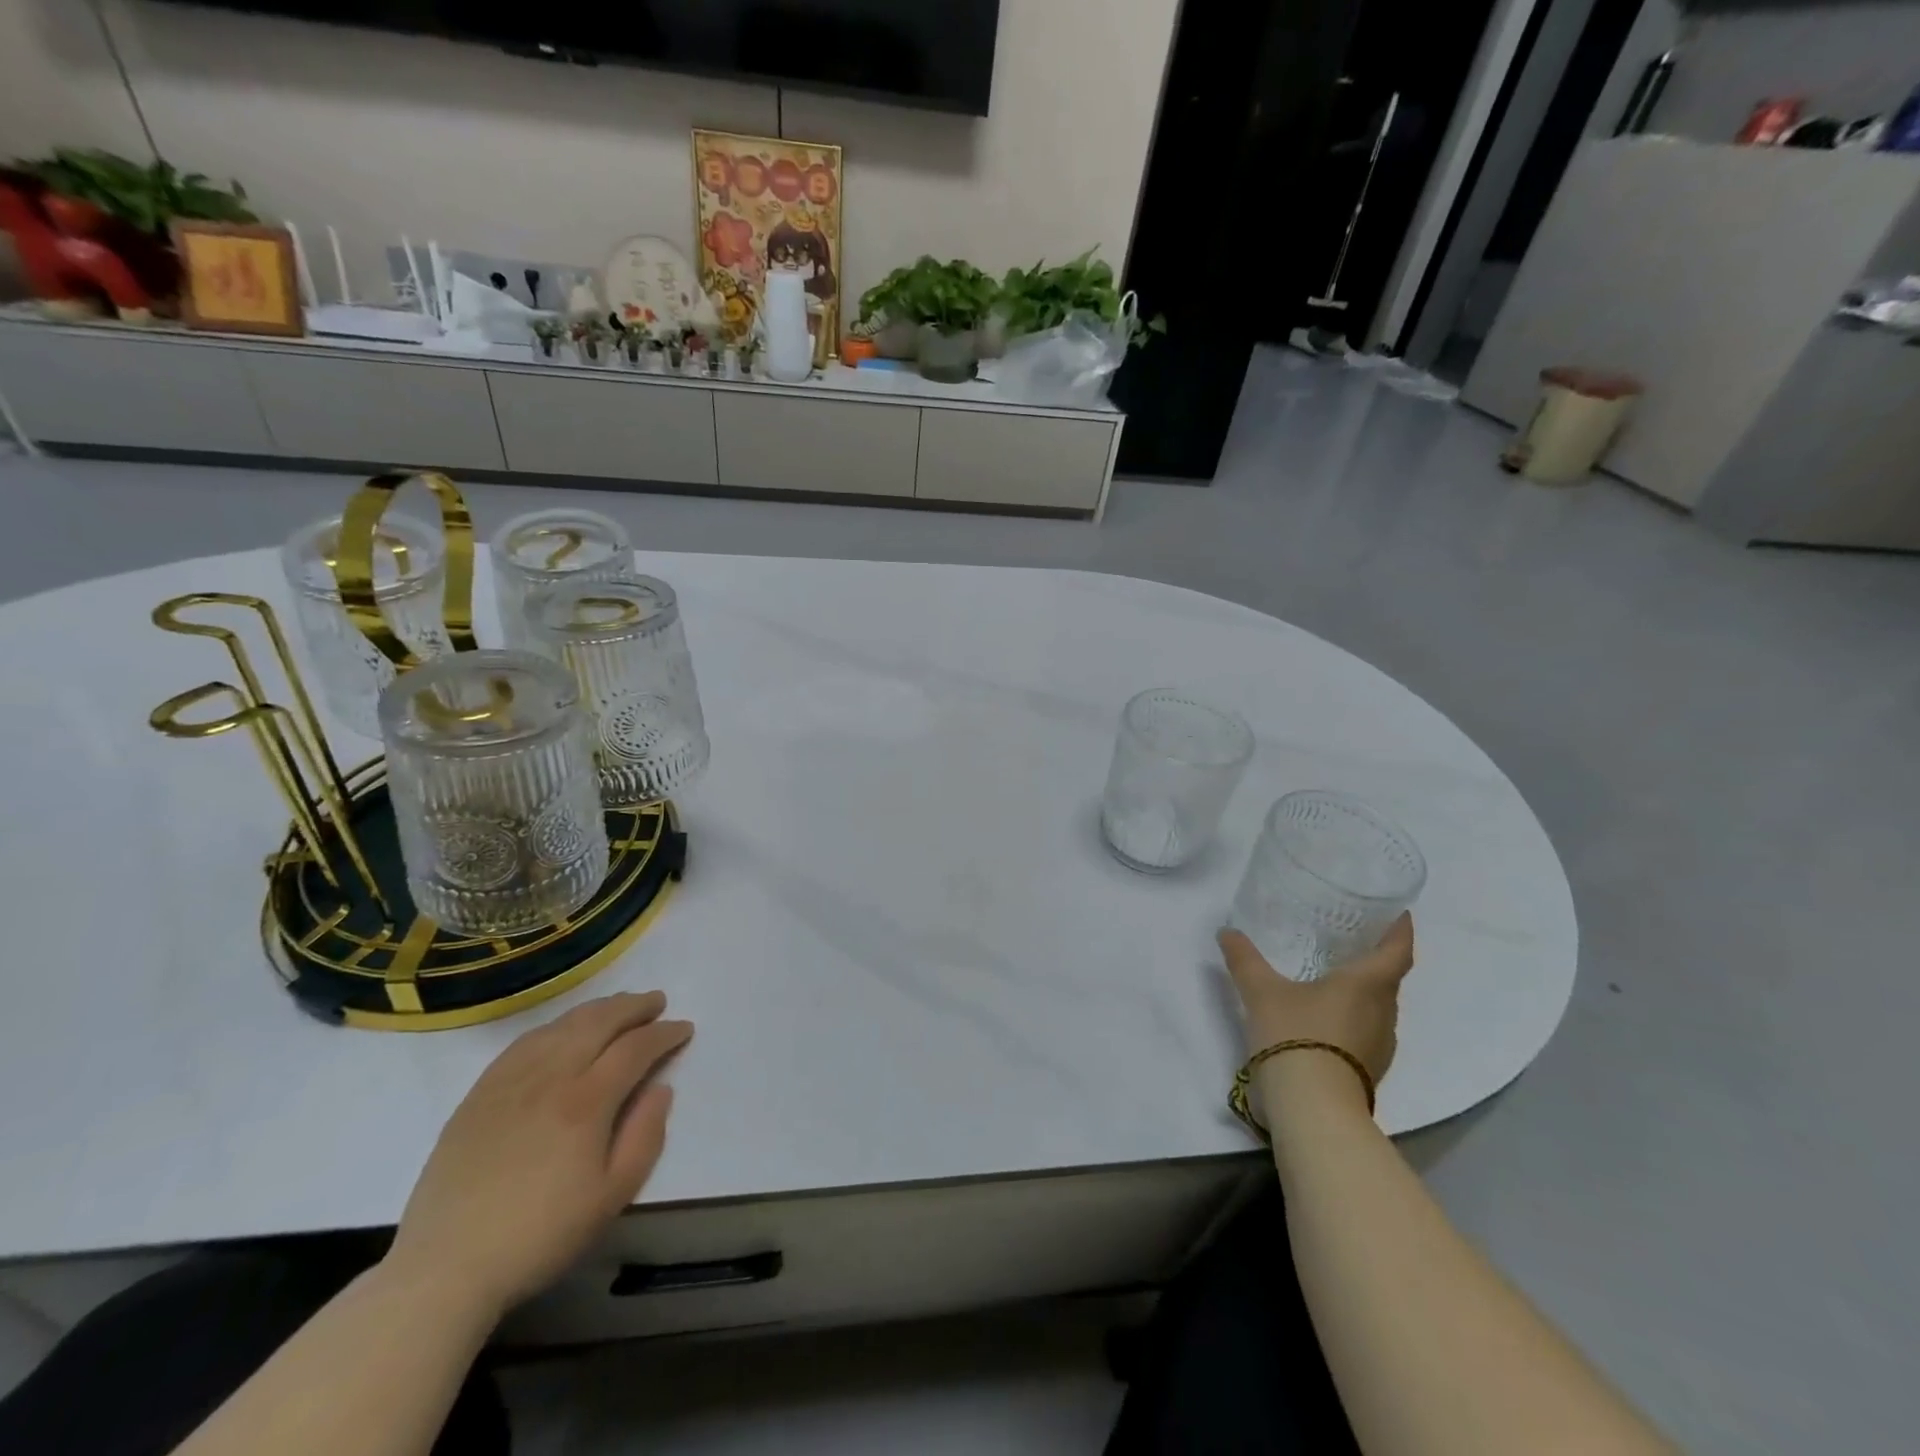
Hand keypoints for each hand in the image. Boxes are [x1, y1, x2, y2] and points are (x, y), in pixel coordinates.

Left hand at [387, 992, 692, 1316]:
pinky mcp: (480, 1094)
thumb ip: (645, 1136)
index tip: (683, 1029)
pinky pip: (525, 1042)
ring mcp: (510, 1081)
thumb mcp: (612, 1197)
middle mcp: (550, 1077)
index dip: (664, 1034)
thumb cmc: (540, 1236)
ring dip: (597, 1009)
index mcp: (586, 1102)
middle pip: (599, 1022)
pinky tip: (564, 1030)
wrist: (446, 1269)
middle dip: (634, 1007)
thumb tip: (661, 1088)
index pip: (635, 1048)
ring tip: (618, 1007)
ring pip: (562, 1025)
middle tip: (657, 1001)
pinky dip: (555, 1026)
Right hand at [1219, 915, 1415, 1088]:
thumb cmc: (1296, 1035)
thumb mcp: (1261, 991)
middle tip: (1350, 938)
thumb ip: (1245, 959)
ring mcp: (1380, 1045)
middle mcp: (1383, 1012)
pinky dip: (1353, 1015)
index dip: (1400, 929)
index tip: (1396, 912)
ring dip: (1364, 990)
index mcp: (1368, 985)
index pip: (1397, 950)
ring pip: (1378, 1006)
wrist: (1312, 1109)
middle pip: (1389, 978)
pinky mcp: (1369, 1069)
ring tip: (1335, 974)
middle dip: (1375, 958)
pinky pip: (1367, 1030)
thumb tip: (1227, 932)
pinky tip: (1326, 1015)